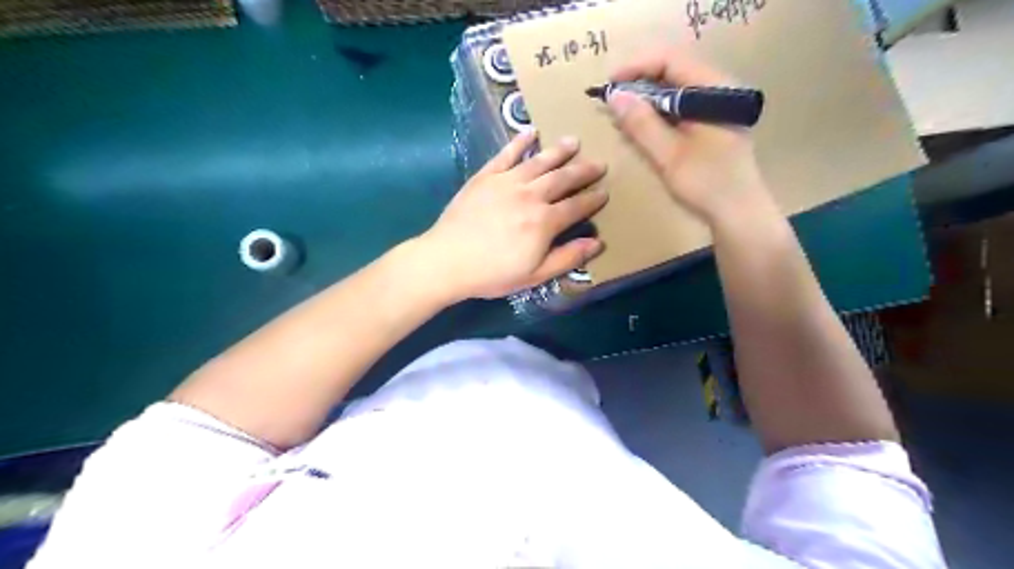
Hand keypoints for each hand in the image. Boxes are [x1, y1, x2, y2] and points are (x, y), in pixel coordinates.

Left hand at [423, 131, 607, 302]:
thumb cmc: (493, 273)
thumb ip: (568, 257)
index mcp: (544, 221)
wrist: (447, 261)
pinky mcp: (485, 176)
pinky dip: (519, 142)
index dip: (593, 199)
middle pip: (563, 178)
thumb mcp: (535, 275)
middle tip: (599, 163)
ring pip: (539, 161)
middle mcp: (530, 195)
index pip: (576, 206)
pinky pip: (506, 154)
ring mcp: (507, 182)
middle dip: (584, 170)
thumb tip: (598, 242)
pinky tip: (530, 132)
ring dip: (559, 151)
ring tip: (574, 141)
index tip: (606, 192)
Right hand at [605, 49, 773, 221]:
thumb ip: (641, 124)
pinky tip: (640, 129)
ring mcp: (715, 108)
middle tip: (611, 103)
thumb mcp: (668, 155)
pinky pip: (679, 108)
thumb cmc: (707, 184)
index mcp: (714, 90)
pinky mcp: (711, 124)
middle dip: (638, 84)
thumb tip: (614, 96)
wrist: (739, 213)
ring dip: (646, 101)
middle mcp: (717, 91)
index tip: (609, 85)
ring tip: (620, 117)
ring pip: (674, 91)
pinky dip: (657, 115)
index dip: (636, 67)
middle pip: (672, 72)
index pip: (670, 60)